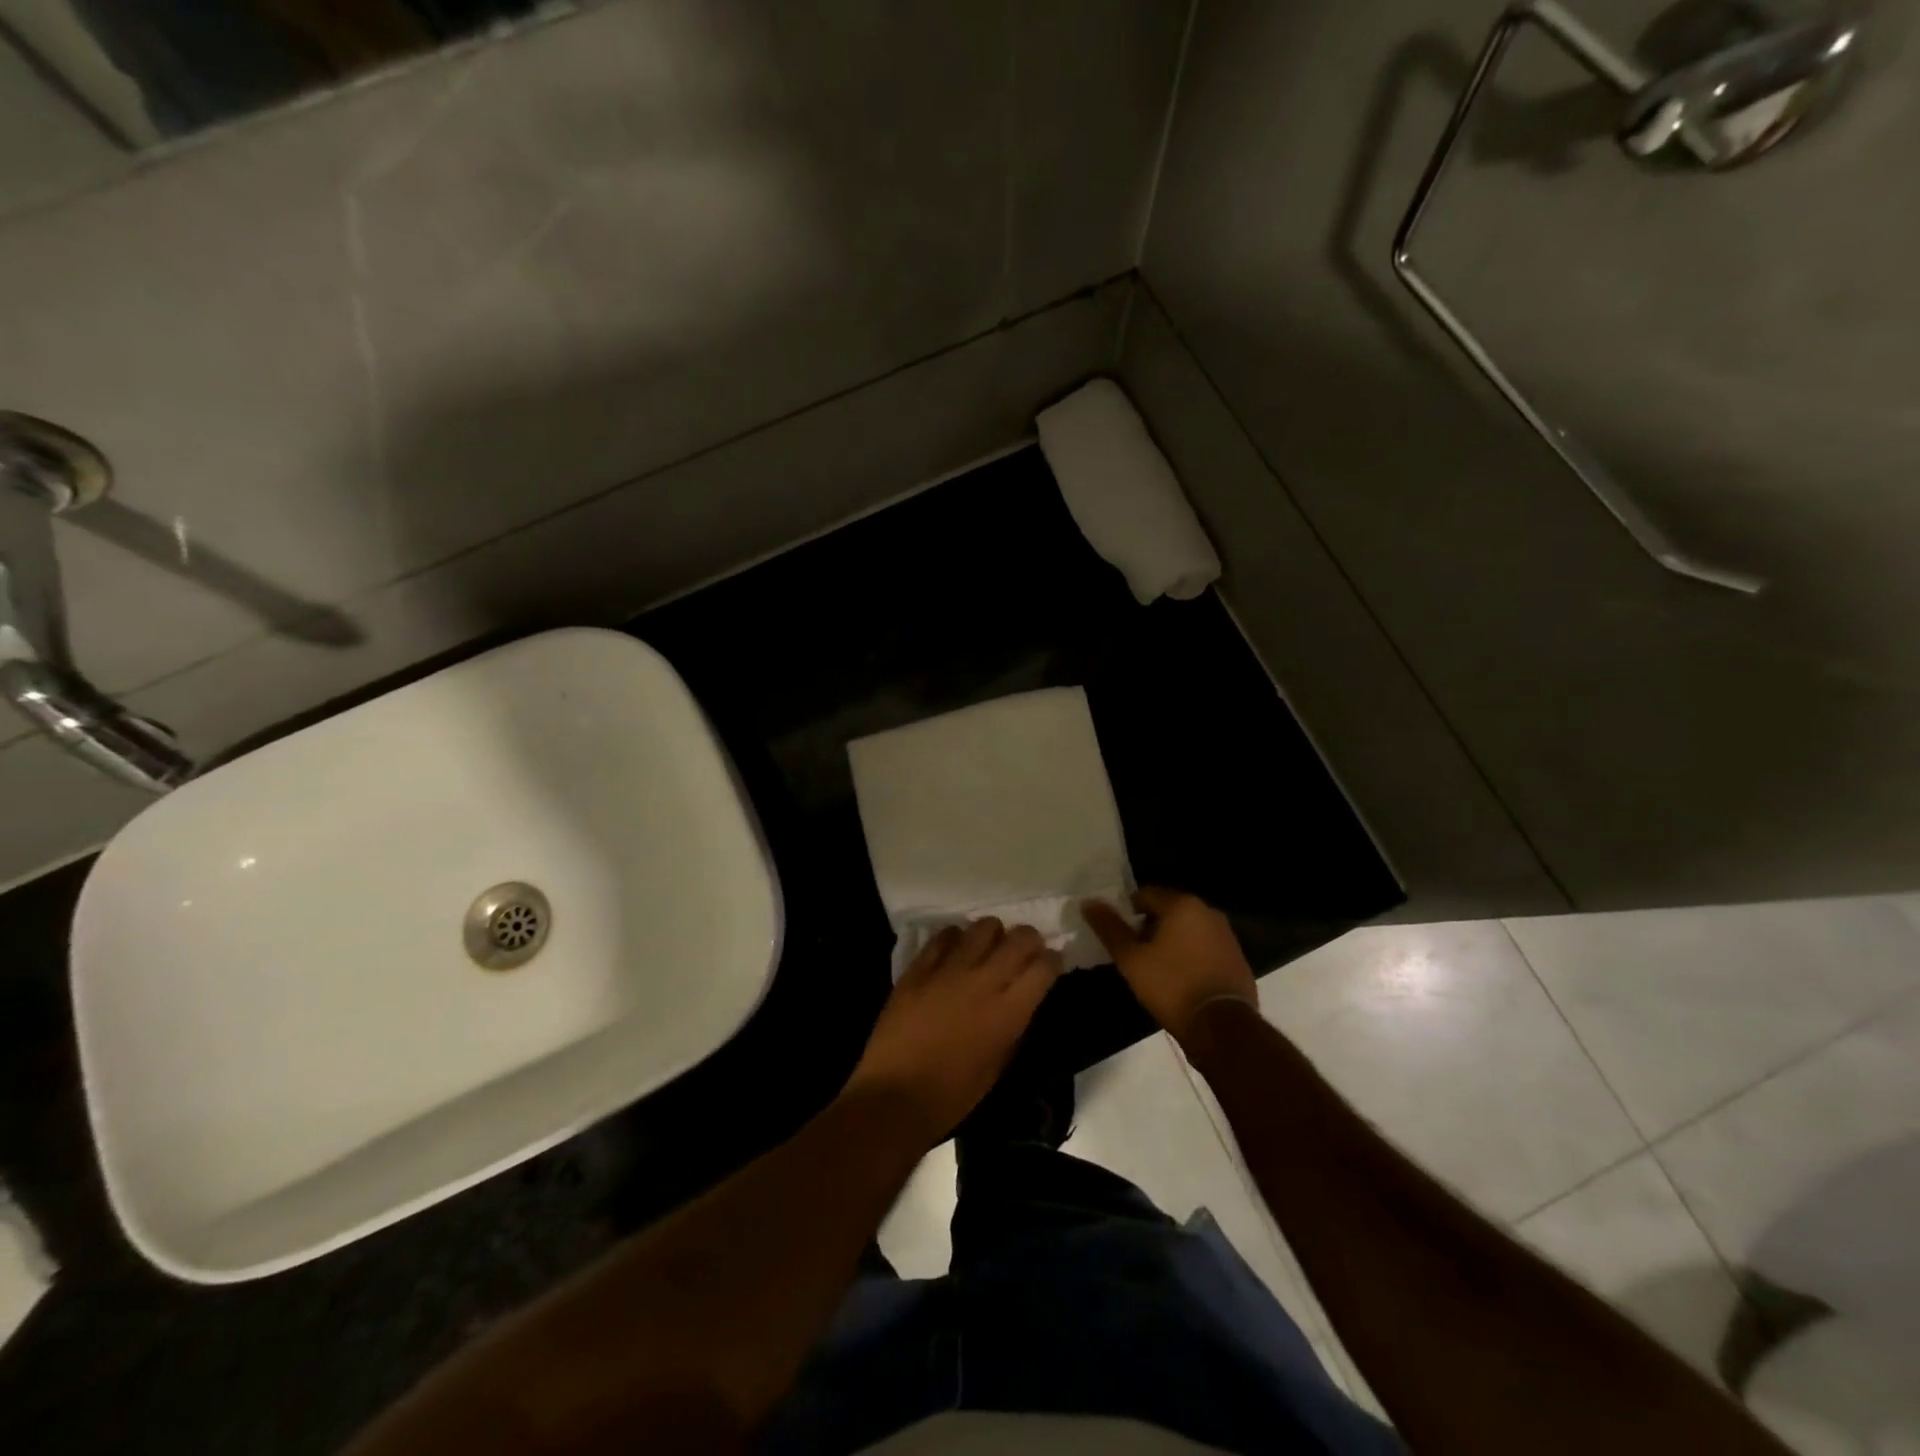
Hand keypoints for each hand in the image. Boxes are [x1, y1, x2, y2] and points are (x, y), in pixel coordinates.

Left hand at [845, 919, 1062, 1142]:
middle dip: (1029, 939)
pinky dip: (956, 938)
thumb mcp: (998, 1065)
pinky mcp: (919, 967)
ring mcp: (949, 969)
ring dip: (993, 934)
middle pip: (1020, 938)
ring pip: (983, 927)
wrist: (894, 1095)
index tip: (1051, 962)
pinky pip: (945, 935)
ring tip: (988, 948)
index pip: (1044, 966)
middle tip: (1025, 950)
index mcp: (1008, 1011)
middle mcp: (984, 980)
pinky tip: (955, 952)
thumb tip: (1021, 1000)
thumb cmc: (952, 1094)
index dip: (1053, 960)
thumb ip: (1014, 1026)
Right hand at [1083, 887, 1257, 1050]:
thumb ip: (1109, 928)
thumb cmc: (1171, 986)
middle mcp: (1208, 911)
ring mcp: (1226, 935)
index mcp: (1182, 904)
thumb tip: (1088, 902)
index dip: (1127, 913)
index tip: (1120, 936)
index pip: (1144, 894)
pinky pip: (1204, 947)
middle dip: (1149, 927)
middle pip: (1167, 910)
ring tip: (1156, 968)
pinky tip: (1180, 979)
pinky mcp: (1236, 958)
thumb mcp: (1131, 959)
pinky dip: (1190, 955)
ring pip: (1187, 929)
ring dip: (1170, 941)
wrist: (1222, 1026)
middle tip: (1135, 953)